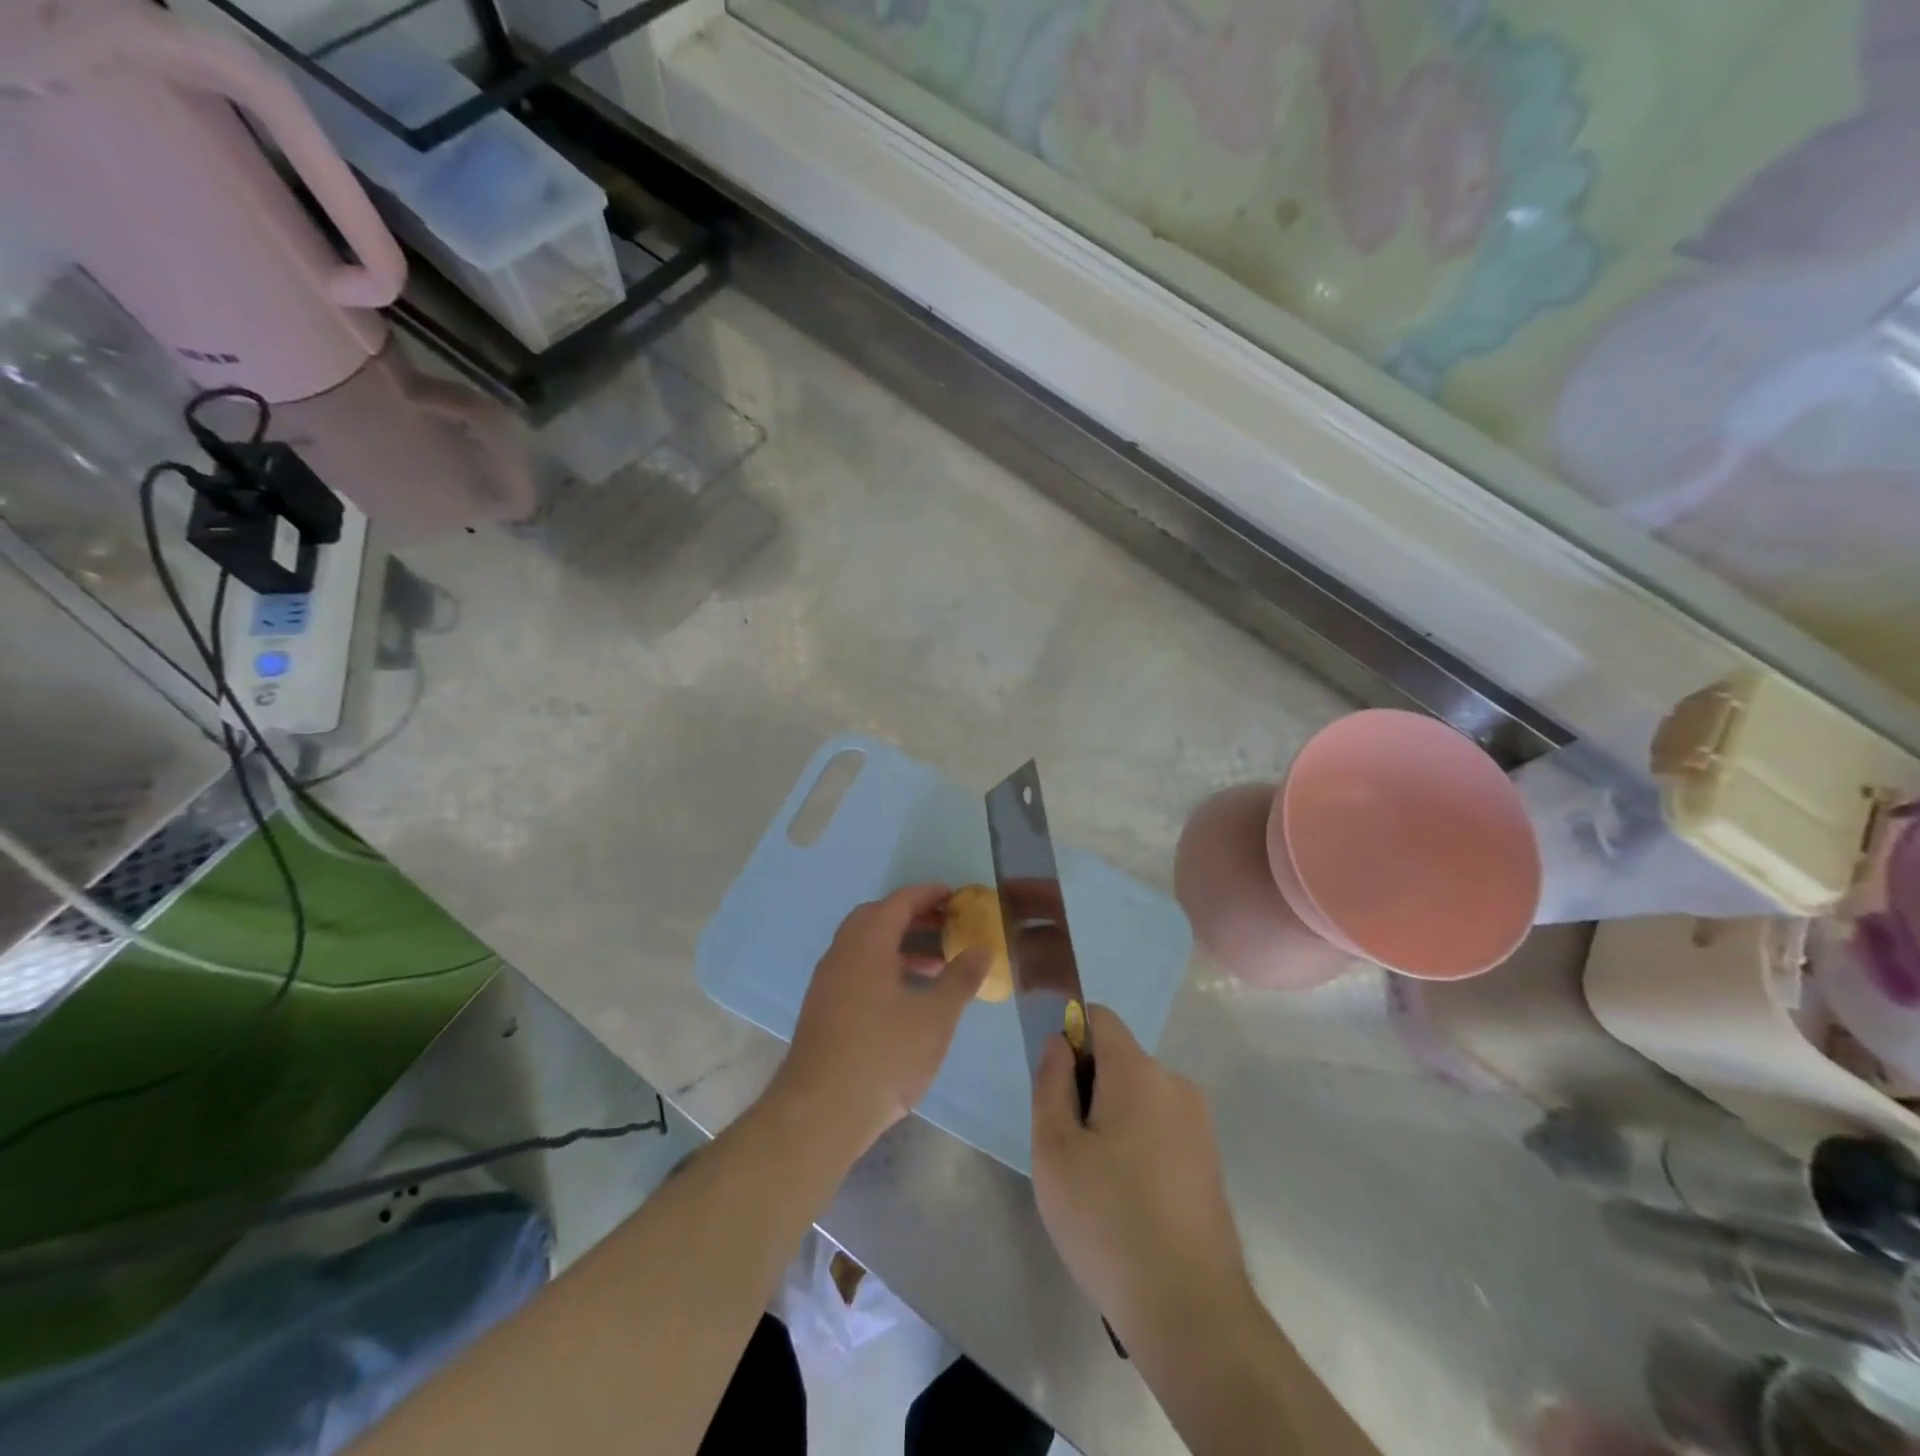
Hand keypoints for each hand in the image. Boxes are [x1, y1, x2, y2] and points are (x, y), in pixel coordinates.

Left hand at [774, 885, 987, 1155]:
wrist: (820, 1112)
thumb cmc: (883, 1056)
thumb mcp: (934, 1018)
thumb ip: (960, 979)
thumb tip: (982, 949)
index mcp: (867, 943)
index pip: (899, 902)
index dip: (928, 894)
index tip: (955, 896)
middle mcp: (842, 952)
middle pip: (876, 918)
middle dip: (912, 916)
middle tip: (945, 926)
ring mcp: (827, 981)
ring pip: (864, 945)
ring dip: (898, 944)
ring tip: (935, 964)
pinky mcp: (822, 1008)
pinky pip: (855, 968)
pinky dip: (882, 966)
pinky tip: (905, 996)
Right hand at [1031, 1005, 1256, 1346]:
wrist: (1192, 1311)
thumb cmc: (1108, 1222)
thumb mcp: (1054, 1150)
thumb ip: (1051, 1082)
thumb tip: (1059, 1042)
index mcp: (1138, 1071)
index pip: (1099, 1017)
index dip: (1069, 1036)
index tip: (1053, 1085)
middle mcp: (1175, 1083)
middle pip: (1118, 1059)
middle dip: (1087, 1086)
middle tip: (1068, 1148)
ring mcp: (1198, 1123)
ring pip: (1138, 1096)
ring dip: (1112, 1119)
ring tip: (1096, 1183)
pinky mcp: (1209, 1159)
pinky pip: (1160, 1127)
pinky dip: (1138, 1144)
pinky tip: (1128, 1201)